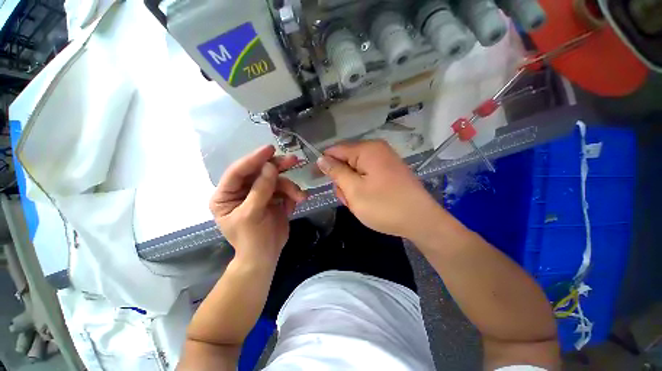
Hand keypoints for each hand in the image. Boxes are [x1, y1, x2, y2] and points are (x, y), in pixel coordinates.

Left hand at [210, 145, 306, 262]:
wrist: (266, 256)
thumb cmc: (251, 239)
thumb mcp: (252, 214)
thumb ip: (261, 190)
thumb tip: (270, 166)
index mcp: (226, 195)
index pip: (238, 171)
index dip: (254, 159)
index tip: (270, 149)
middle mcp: (242, 191)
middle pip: (259, 172)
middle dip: (277, 168)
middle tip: (293, 160)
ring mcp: (259, 194)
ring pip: (276, 181)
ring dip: (290, 188)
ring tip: (300, 197)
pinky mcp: (273, 199)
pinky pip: (284, 190)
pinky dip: (291, 196)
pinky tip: (293, 206)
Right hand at [317, 140, 441, 238]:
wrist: (421, 221)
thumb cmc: (384, 206)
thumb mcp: (354, 190)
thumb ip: (336, 172)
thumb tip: (321, 158)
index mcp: (367, 150)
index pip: (335, 150)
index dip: (324, 164)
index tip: (317, 179)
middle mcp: (376, 150)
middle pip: (346, 161)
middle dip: (342, 180)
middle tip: (348, 198)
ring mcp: (384, 161)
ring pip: (355, 171)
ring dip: (352, 187)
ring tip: (360, 202)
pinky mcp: (388, 172)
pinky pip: (366, 177)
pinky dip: (362, 188)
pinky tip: (368, 201)